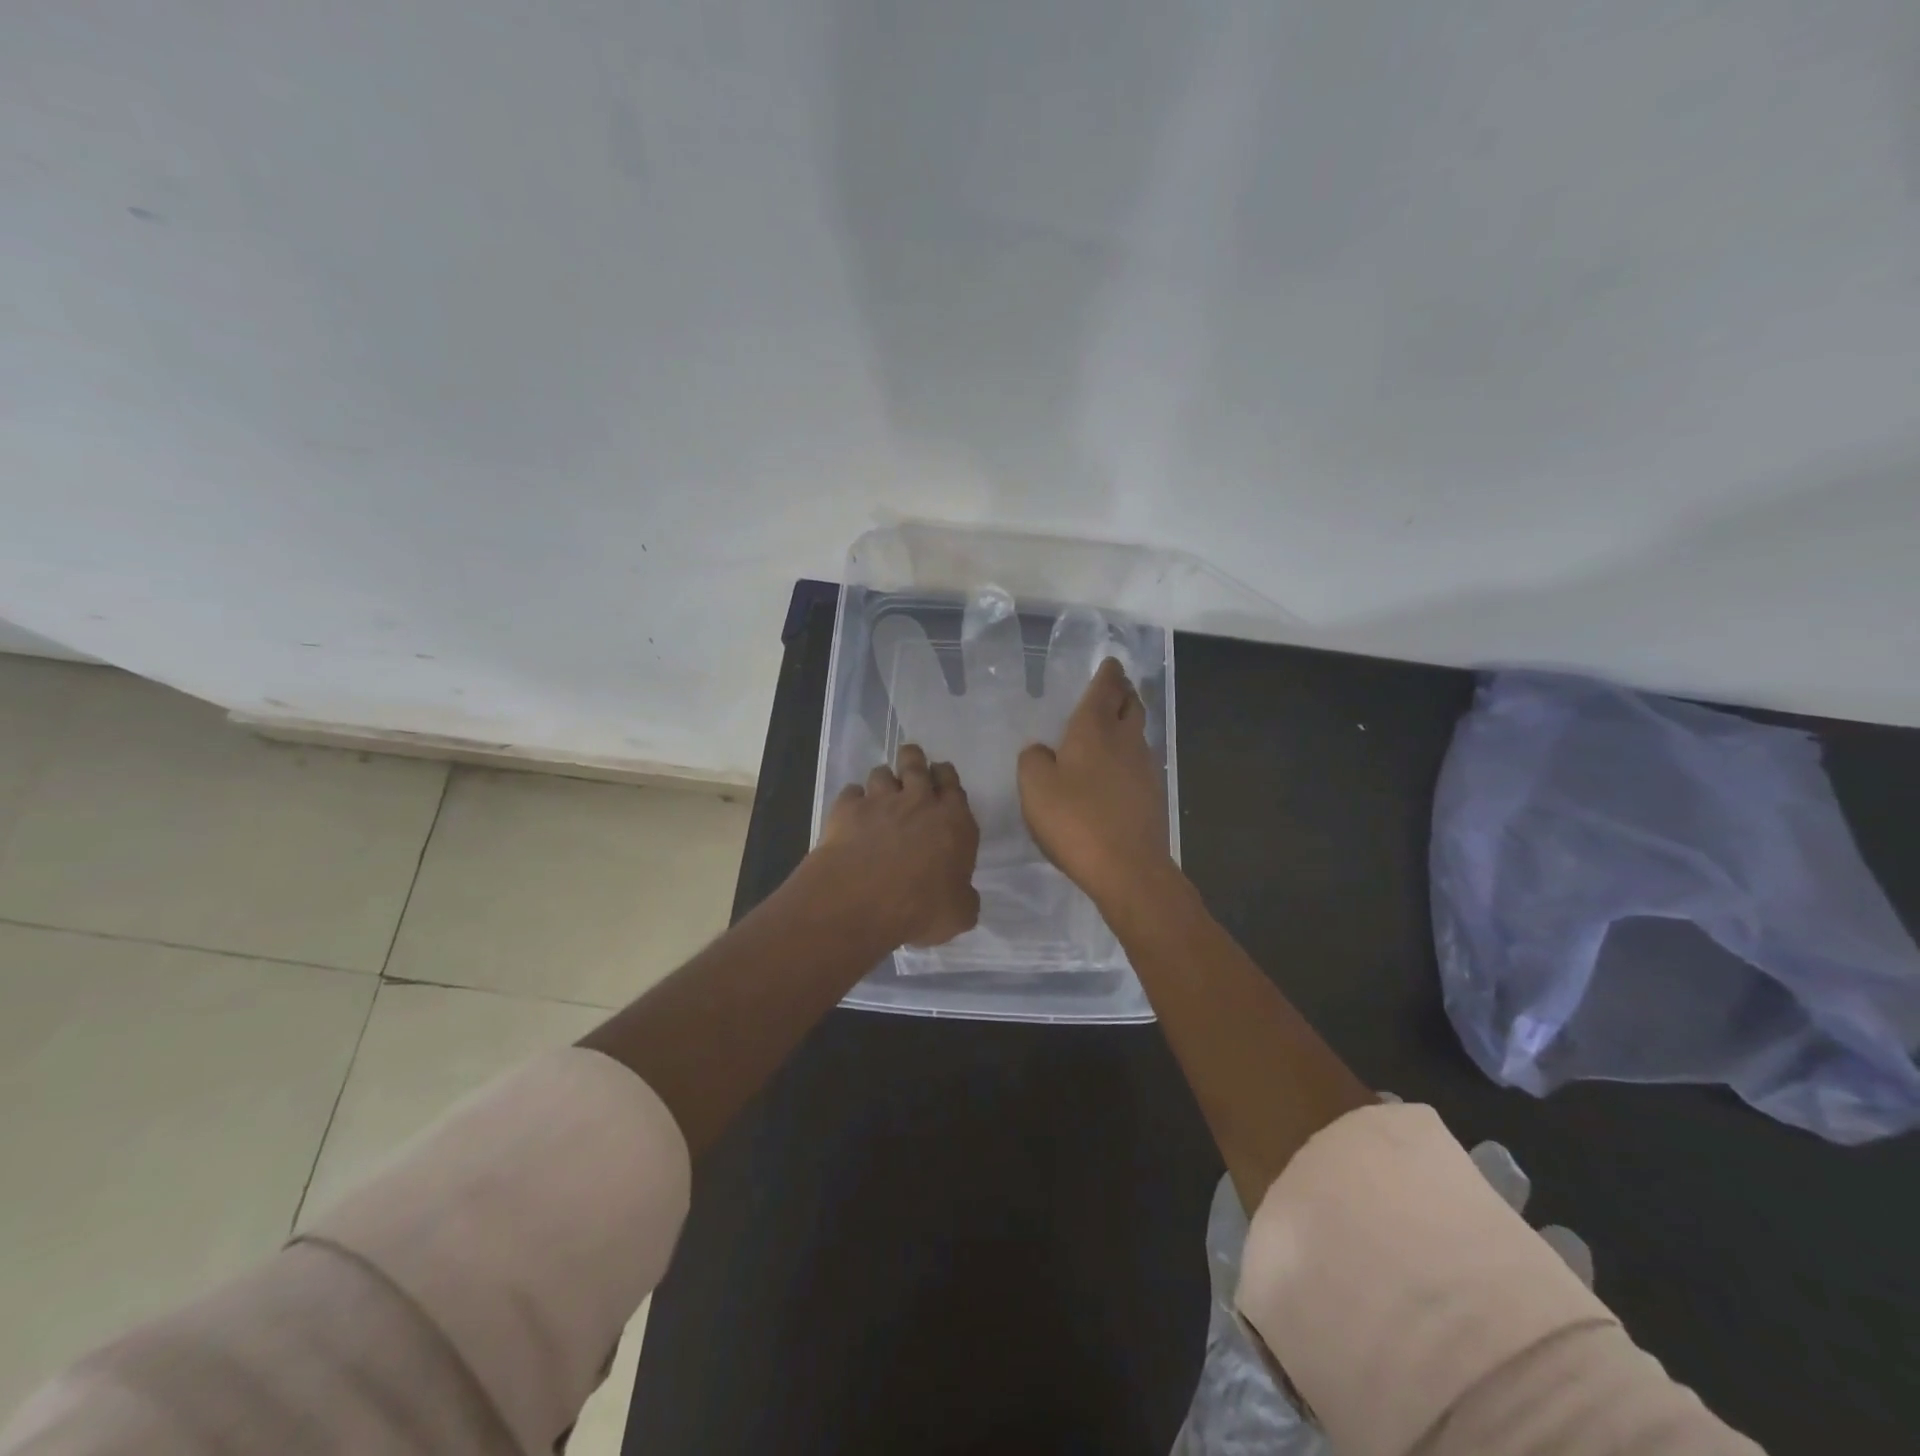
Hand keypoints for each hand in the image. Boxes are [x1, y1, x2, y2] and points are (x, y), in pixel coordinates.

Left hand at [815, 744, 980, 947]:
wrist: (861, 902)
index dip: (946, 777)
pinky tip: (851, 813)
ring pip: (882, 773)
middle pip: (916, 763)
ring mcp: (880, 801)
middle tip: (911, 765)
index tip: (940, 778)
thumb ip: (964, 897)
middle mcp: (919, 802)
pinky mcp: (847, 809)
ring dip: (883, 780)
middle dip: (914, 759)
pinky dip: (853, 800)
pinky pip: (851, 792)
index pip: (953, 784)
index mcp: (954, 821)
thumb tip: (961, 894)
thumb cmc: (921, 910)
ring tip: (880, 793)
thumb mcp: (960, 914)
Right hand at [1018, 658, 1171, 908]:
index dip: (1108, 673)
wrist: (1128, 868)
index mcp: (1095, 729)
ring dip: (1128, 722)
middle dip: (1124, 692)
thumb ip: (1034, 760)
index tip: (1110, 663)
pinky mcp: (1152, 795)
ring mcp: (1145, 768)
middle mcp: (1125, 740)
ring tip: (1114, 724)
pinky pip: (1139, 761)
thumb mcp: (1035, 786)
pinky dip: (1128, 754)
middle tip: (1115, 687)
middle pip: (1131, 705)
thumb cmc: (1075, 820)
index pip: (1106, 689)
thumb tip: (1042, 751)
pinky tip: (1116, 769)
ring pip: (1138, 733)